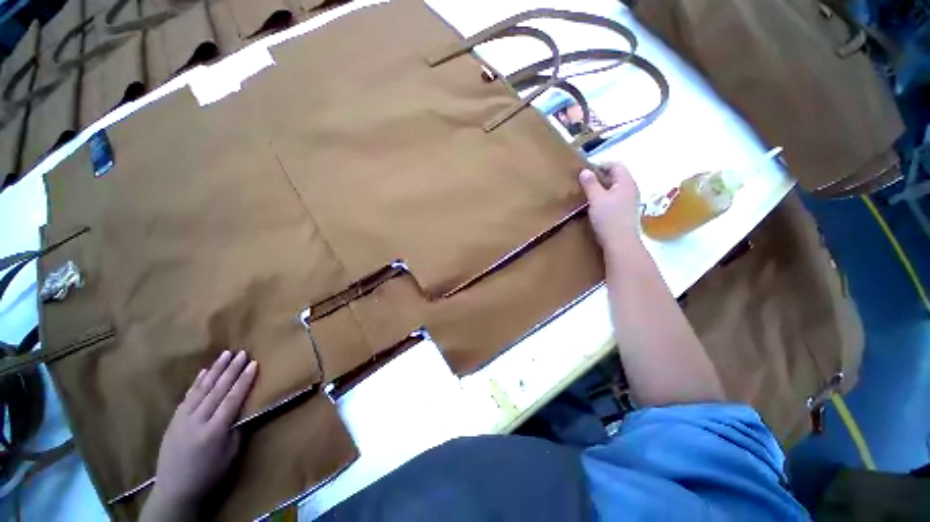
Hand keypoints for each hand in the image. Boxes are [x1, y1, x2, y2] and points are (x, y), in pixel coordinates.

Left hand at [142, 350, 257, 519]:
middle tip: (241, 352)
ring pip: (202, 389)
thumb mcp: (230, 455)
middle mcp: (197, 421)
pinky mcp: (174, 420)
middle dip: (231, 370)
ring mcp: (182, 419)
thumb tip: (245, 408)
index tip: (254, 363)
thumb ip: (237, 429)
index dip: (244, 380)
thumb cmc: (209, 475)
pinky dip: (197, 382)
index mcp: (214, 431)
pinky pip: (187, 396)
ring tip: (225, 354)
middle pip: (217, 390)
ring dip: (215, 370)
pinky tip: (204, 372)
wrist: (175, 490)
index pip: (232, 399)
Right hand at [578, 162, 641, 253]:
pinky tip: (595, 207)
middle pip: (617, 177)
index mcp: (626, 182)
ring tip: (588, 194)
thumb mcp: (596, 199)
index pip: (616, 165)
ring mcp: (630, 202)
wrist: (620, 243)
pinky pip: (615, 200)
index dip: (601, 165)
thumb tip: (584, 171)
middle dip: (600, 177)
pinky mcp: (626, 213)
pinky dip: (605, 199)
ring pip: (615, 189)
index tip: (585, 171)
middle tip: (584, 182)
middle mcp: (631, 189)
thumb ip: (590, 184)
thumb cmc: (609, 218)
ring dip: (602, 189)